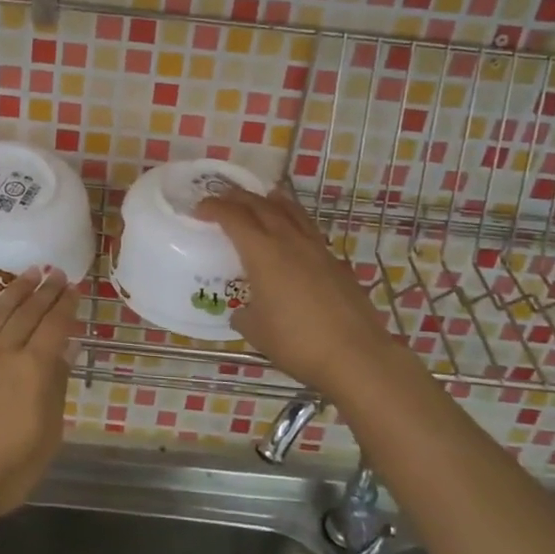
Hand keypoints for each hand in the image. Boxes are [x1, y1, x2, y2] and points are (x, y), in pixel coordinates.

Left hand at [0, 267, 80, 537]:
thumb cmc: (6, 471)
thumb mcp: (47, 435)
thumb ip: (56, 386)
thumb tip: (67, 349)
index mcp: (33, 369)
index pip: (55, 325)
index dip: (66, 304)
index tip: (74, 288)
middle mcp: (3, 351)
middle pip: (28, 312)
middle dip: (45, 290)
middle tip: (56, 272)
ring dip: (16, 288)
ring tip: (31, 272)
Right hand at [194, 186, 403, 394]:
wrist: (355, 355)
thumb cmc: (297, 342)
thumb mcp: (256, 331)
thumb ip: (244, 314)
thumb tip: (243, 311)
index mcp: (262, 253)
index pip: (233, 217)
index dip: (213, 208)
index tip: (199, 209)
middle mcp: (289, 241)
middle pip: (261, 205)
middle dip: (238, 198)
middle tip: (223, 198)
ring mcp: (316, 249)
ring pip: (291, 211)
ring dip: (271, 201)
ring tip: (262, 198)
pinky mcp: (335, 262)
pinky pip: (309, 230)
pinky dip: (294, 222)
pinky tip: (292, 236)